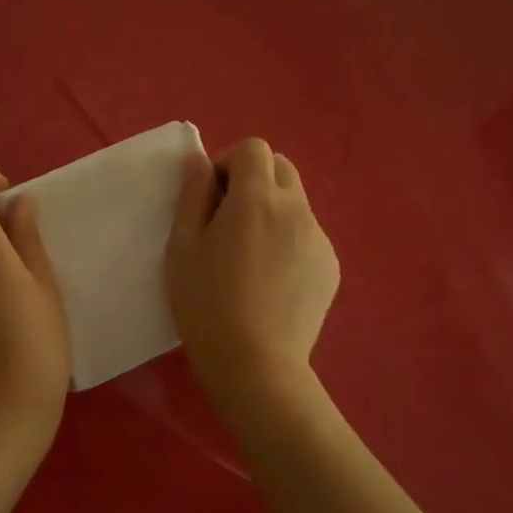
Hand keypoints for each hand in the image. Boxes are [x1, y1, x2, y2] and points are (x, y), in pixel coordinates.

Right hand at [166, 139, 339, 401]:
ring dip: (271, 209)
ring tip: (249, 254)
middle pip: (281, 167)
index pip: (254, 148)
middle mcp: (296, 209)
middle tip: (228, 219)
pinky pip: (307, 234)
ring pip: (296, 202)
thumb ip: (192, 195)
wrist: (256, 364)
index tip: (211, 196)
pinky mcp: (330, 266)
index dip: (228, 162)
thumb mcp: (182, 247)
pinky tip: (271, 280)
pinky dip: (288, 239)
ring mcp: (319, 238)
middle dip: (253, 179)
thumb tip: (199, 160)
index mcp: (257, 199)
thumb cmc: (206, 304)